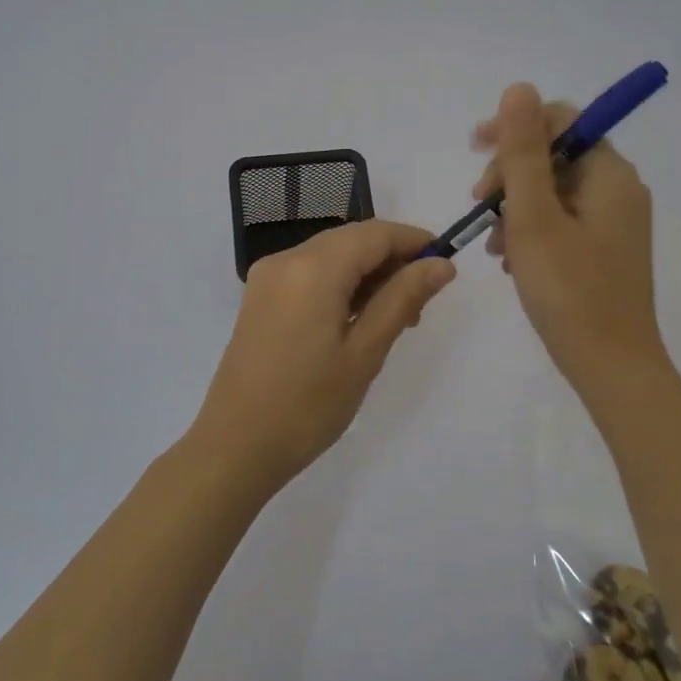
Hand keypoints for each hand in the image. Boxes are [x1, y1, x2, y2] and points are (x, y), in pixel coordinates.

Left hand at [199, 220, 456, 481]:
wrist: (236, 446)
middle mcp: (286, 259)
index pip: (375, 233)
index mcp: (313, 268)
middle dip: (392, 261)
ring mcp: (268, 277)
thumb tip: (440, 264)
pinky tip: (356, 321)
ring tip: (393, 320)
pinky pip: (310, 273)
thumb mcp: (365, 352)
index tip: (445, 269)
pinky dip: (340, 285)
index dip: (414, 242)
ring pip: (332, 256)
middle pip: (352, 240)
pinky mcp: (260, 297)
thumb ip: (402, 299)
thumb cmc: (308, 405)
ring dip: (367, 275)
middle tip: (420, 307)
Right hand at [471, 83, 667, 391]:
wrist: (611, 367)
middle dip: (510, 175)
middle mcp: (619, 190)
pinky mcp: (605, 250)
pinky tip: (510, 261)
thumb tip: (518, 87)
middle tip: (479, 206)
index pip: (562, 121)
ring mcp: (614, 222)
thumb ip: (523, 151)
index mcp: (610, 174)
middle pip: (555, 156)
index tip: (474, 149)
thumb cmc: (569, 290)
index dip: (515, 127)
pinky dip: (531, 231)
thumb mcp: (534, 216)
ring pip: (553, 192)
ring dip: (515, 208)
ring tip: (492, 245)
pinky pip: (561, 222)